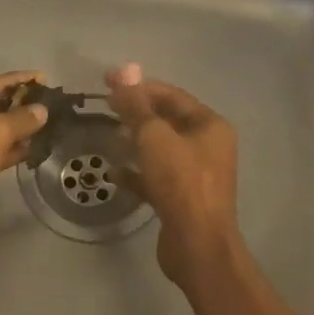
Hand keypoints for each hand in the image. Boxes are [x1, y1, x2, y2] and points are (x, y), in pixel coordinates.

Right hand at [106, 62, 244, 291]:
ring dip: (134, 141)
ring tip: (107, 136)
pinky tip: (113, 172)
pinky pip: (155, 177)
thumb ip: (136, 105)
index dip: (140, 86)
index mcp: (209, 125)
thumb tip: (123, 70)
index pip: (172, 95)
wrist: (197, 244)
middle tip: (104, 108)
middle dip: (136, 113)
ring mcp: (195, 174)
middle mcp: (207, 146)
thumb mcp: (154, 137)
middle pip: (166, 121)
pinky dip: (136, 172)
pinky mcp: (181, 198)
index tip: (107, 81)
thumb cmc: (180, 183)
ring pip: (160, 149)